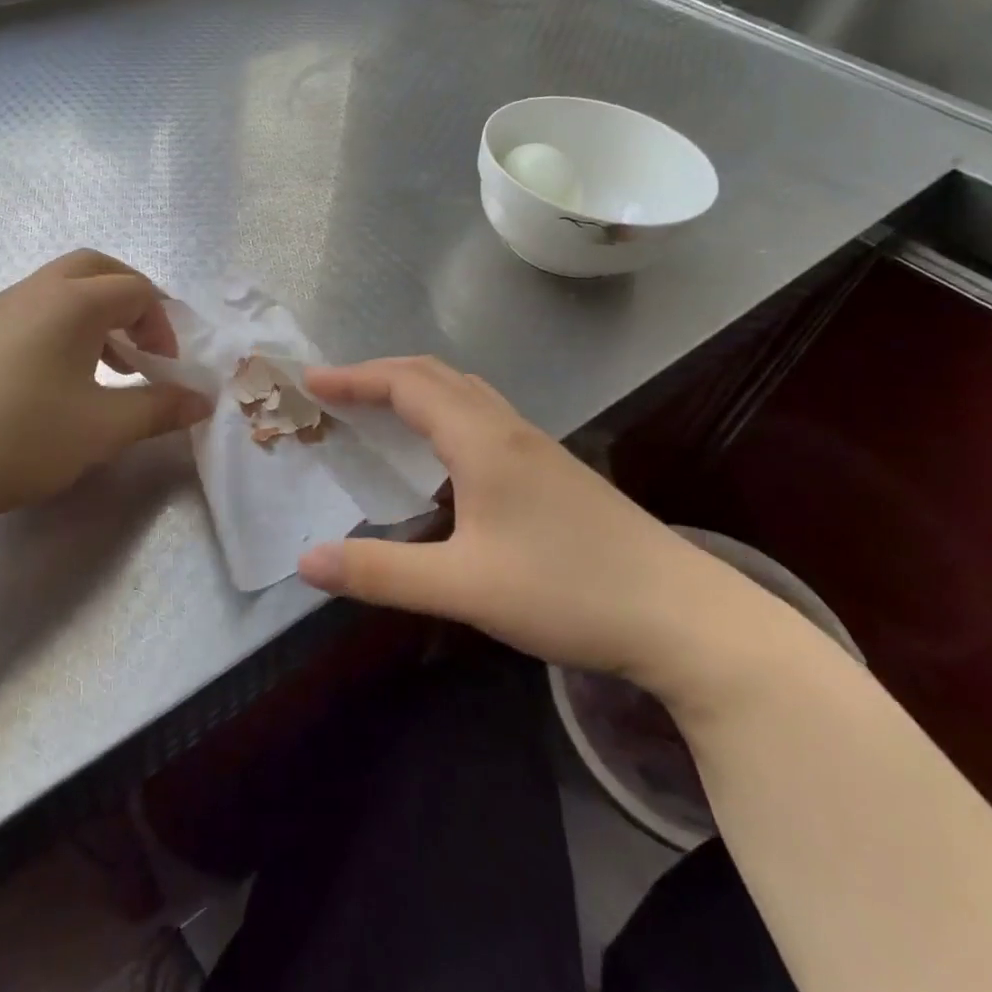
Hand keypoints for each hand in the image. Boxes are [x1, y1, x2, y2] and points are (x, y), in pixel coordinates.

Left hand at [0, 250, 210, 538]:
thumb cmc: (20, 439)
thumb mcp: (103, 429)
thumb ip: (159, 408)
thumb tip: (202, 400)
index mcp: (70, 302)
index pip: (135, 289)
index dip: (163, 323)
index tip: (166, 367)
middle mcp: (31, 292)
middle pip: (94, 269)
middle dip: (129, 299)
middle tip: (143, 344)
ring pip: (57, 290)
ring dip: (93, 316)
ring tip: (104, 369)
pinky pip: (27, 313)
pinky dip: (57, 330)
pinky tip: (52, 384)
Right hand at [297, 357, 778, 697]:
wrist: (685, 617)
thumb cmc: (568, 591)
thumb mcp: (463, 587)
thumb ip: (380, 572)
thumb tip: (306, 560)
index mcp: (482, 441)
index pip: (407, 384)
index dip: (355, 377)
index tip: (311, 381)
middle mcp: (508, 429)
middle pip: (435, 375)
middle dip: (379, 373)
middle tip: (335, 392)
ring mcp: (537, 447)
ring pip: (464, 392)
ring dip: (415, 387)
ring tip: (378, 410)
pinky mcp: (554, 470)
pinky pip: (483, 415)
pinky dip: (443, 411)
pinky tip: (441, 455)